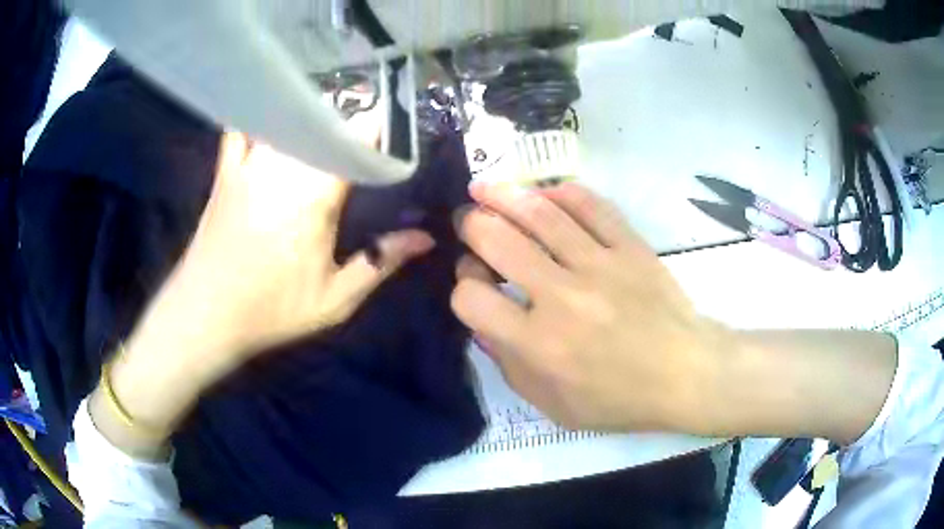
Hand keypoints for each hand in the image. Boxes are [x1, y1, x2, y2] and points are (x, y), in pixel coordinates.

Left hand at [94, 132, 433, 451]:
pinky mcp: (227, 171)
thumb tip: (426, 238)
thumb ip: (381, 263)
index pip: (355, 143)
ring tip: (332, 99)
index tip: (394, 122)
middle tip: (370, 104)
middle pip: (323, 122)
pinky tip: (273, 103)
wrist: (206, 315)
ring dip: (313, 107)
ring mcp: (250, 166)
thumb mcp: (334, 300)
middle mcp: (283, 170)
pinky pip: (242, 127)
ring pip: (287, 119)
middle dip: (350, 111)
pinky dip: (259, 112)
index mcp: (315, 198)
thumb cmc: (272, 310)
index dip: (378, 127)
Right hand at [451, 181, 733, 432]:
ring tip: (485, 188)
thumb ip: (511, 366)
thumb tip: (484, 324)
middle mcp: (562, 297)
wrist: (685, 375)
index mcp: (539, 345)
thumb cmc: (619, 399)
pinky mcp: (630, 247)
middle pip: (498, 241)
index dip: (463, 286)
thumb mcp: (554, 405)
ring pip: (541, 213)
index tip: (475, 282)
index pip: (473, 298)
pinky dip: (562, 192)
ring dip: (503, 195)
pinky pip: (591, 206)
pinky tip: (545, 192)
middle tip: (467, 221)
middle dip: (471, 226)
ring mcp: (600, 265)